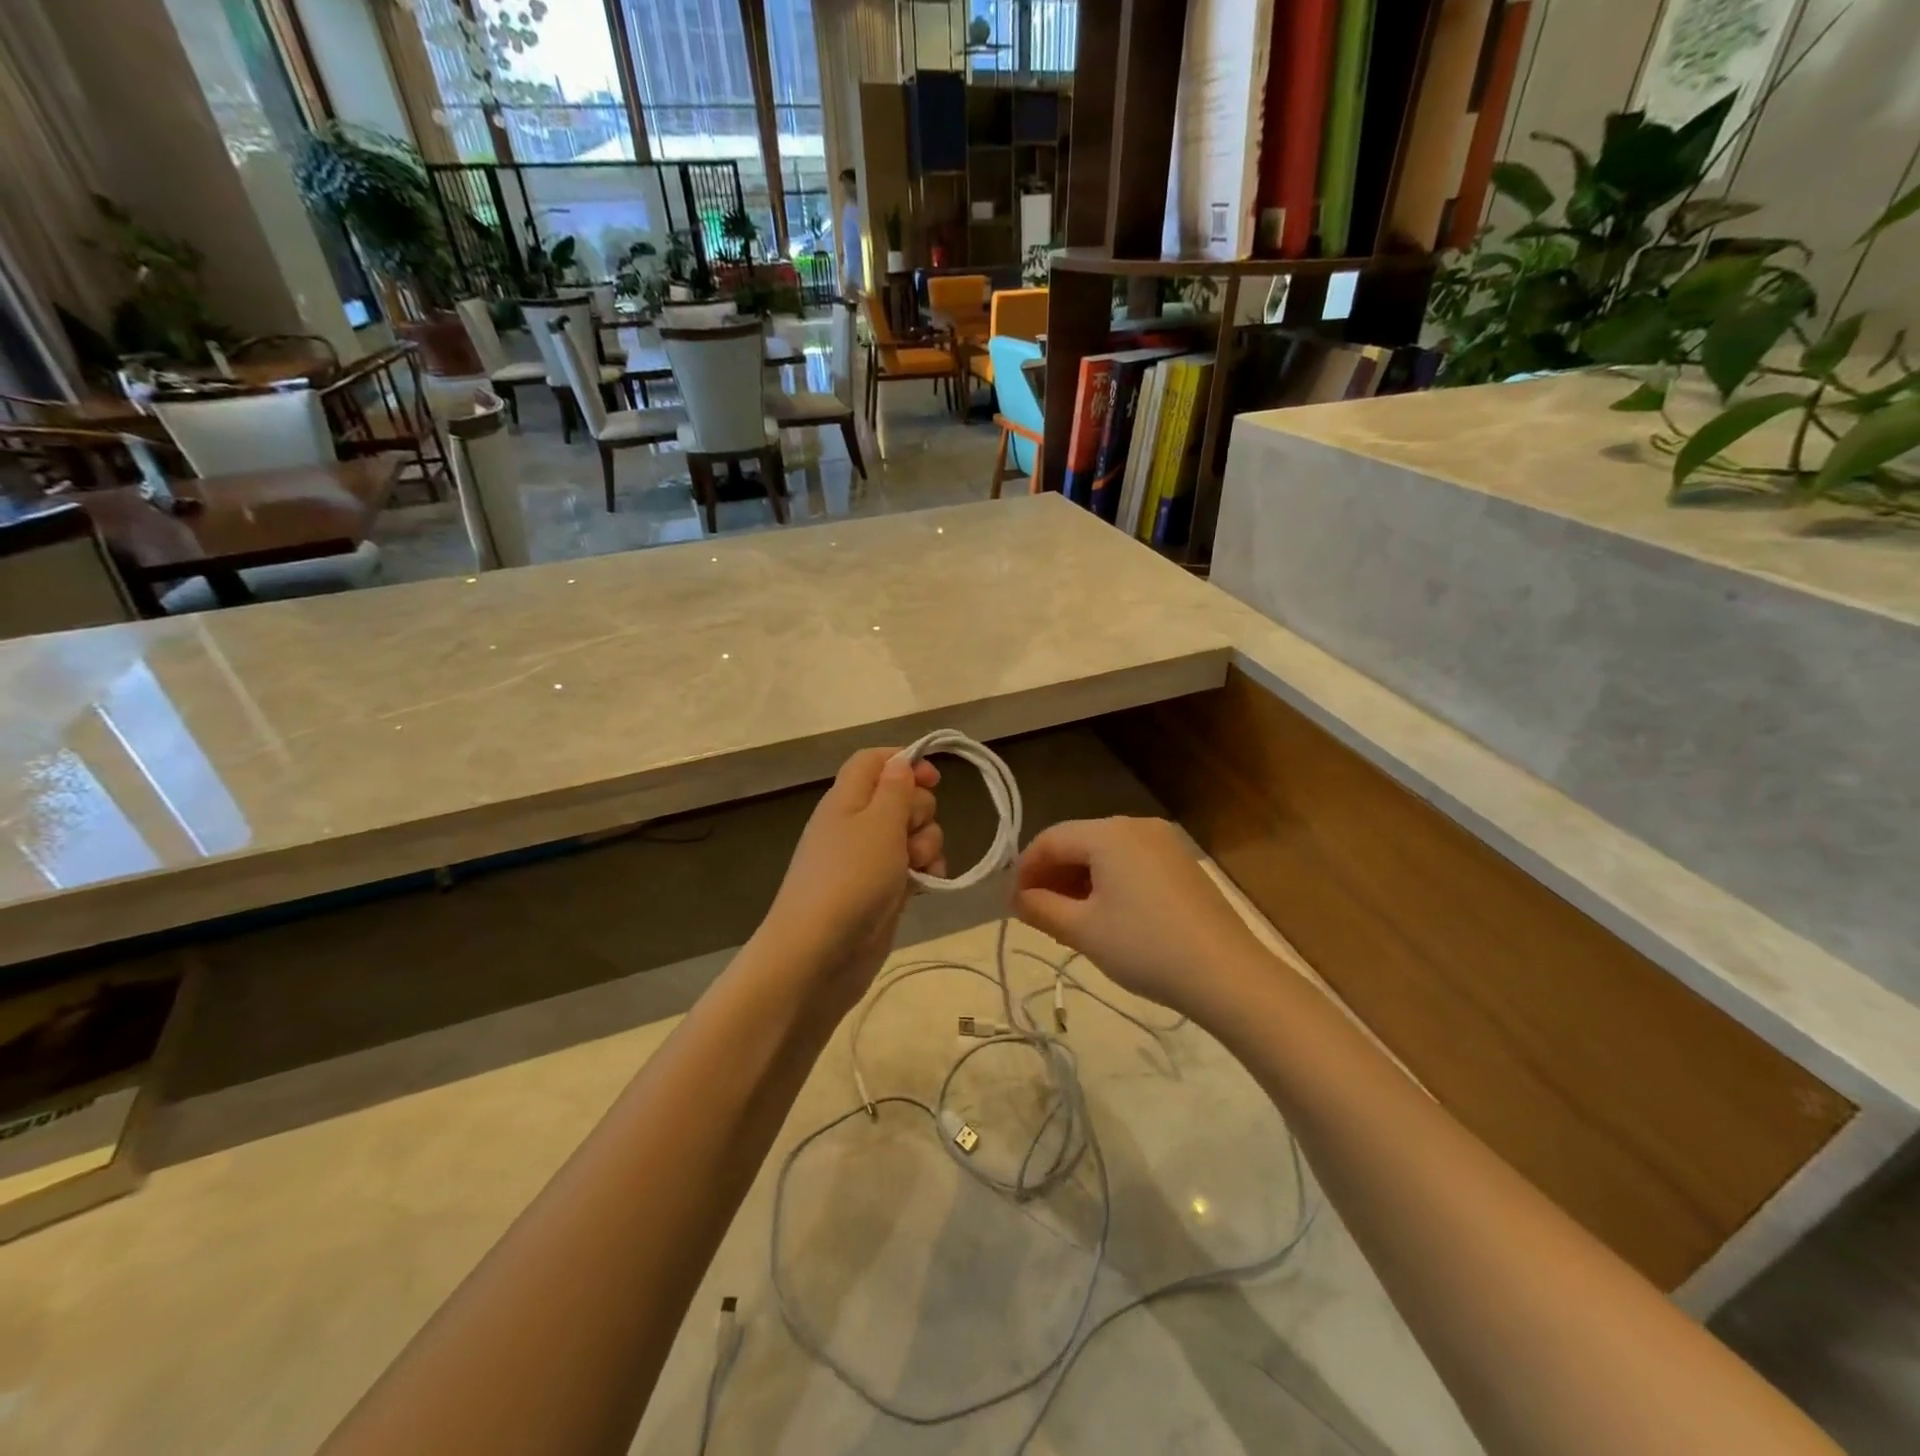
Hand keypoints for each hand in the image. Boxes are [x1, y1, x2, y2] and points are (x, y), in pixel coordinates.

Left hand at [761, 748, 944, 1000]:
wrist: (819, 955)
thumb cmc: (851, 879)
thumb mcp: (879, 823)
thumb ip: (895, 788)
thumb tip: (900, 762)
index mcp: (847, 799)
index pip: (873, 760)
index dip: (904, 761)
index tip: (935, 778)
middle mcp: (855, 824)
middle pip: (899, 796)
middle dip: (921, 811)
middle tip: (912, 834)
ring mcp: (867, 860)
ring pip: (911, 834)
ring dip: (927, 844)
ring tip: (919, 868)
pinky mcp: (880, 890)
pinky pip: (911, 867)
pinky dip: (923, 871)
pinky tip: (928, 886)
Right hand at [1011, 817, 1270, 1020]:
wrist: (1226, 974)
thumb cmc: (1144, 946)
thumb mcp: (1083, 930)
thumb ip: (1041, 908)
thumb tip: (1017, 899)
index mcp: (1108, 833)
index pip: (1050, 839)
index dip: (1025, 869)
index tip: (1012, 904)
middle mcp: (1136, 825)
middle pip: (1078, 841)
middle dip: (1052, 875)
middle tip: (1035, 913)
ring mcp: (1164, 842)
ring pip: (1105, 853)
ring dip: (1079, 880)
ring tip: (1067, 918)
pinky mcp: (1182, 863)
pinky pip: (1131, 863)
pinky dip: (1108, 882)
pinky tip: (1105, 915)